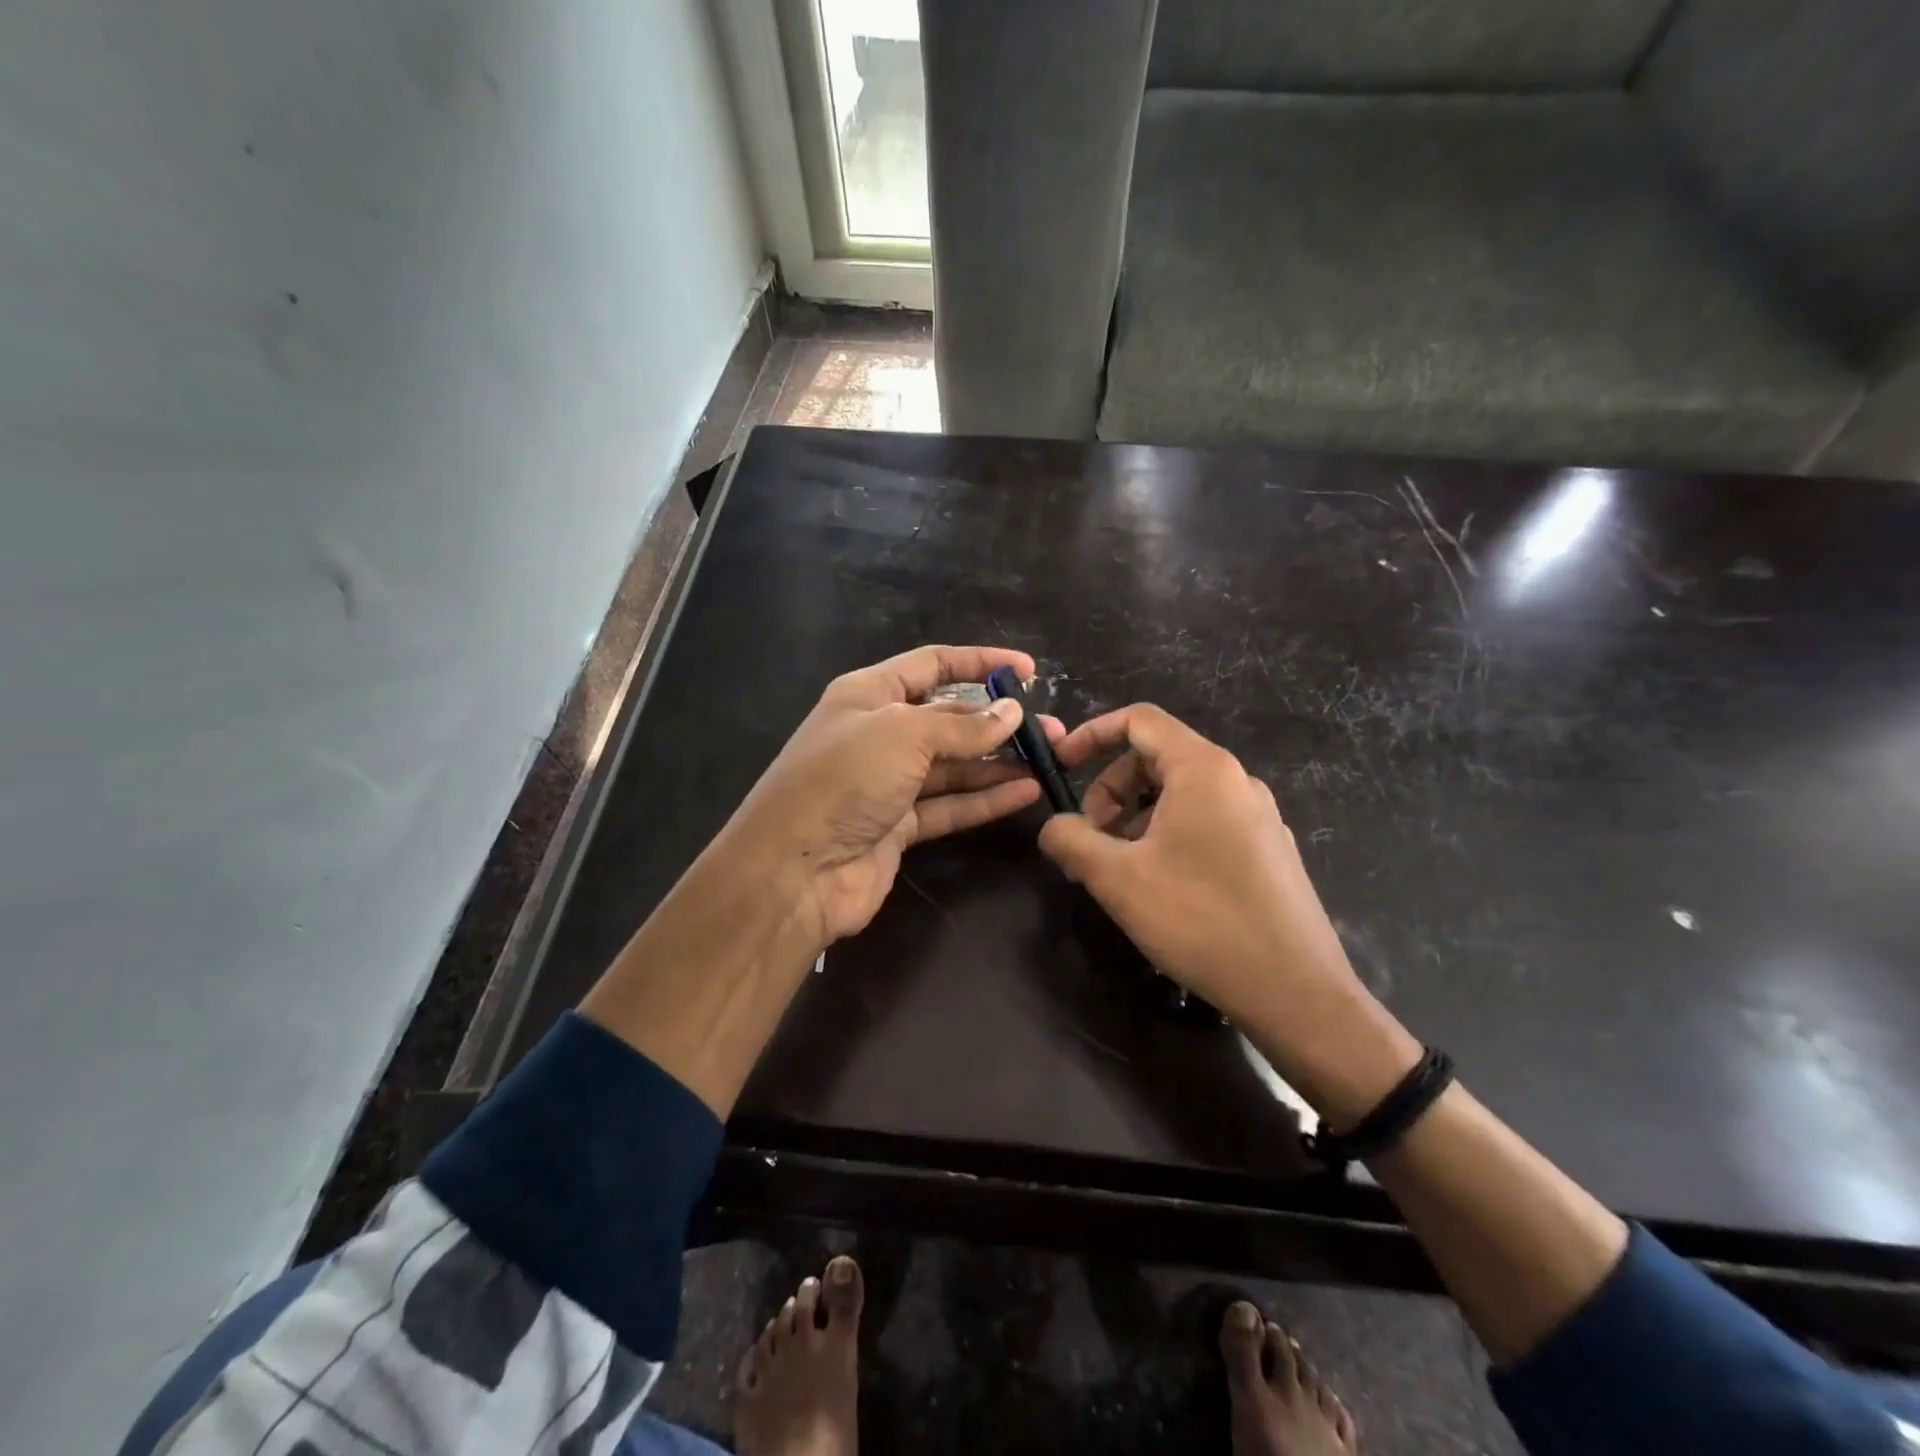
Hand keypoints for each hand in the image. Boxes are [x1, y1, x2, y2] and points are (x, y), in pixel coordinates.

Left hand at [723, 644, 1064, 951]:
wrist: (793, 872)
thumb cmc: (843, 780)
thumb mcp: (904, 735)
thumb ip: (962, 725)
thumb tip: (1012, 711)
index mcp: (869, 694)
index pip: (932, 665)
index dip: (979, 663)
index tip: (1027, 670)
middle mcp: (879, 734)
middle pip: (948, 718)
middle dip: (997, 719)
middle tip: (1048, 728)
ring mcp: (889, 783)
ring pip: (954, 765)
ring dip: (998, 762)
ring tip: (1049, 760)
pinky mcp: (899, 826)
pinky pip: (950, 805)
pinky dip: (986, 799)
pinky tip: (1026, 792)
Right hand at [1037, 704, 1371, 1044]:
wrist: (1296, 992)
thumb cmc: (1200, 921)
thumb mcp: (1117, 878)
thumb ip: (1071, 840)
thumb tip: (1052, 827)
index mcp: (1203, 769)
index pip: (1139, 720)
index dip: (1091, 733)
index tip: (1061, 766)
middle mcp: (1236, 781)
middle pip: (1155, 759)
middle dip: (1109, 791)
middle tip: (1088, 842)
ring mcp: (1258, 816)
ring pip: (1178, 795)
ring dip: (1134, 819)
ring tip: (1117, 871)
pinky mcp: (1268, 850)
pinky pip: (1204, 822)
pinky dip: (1166, 837)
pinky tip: (1157, 888)